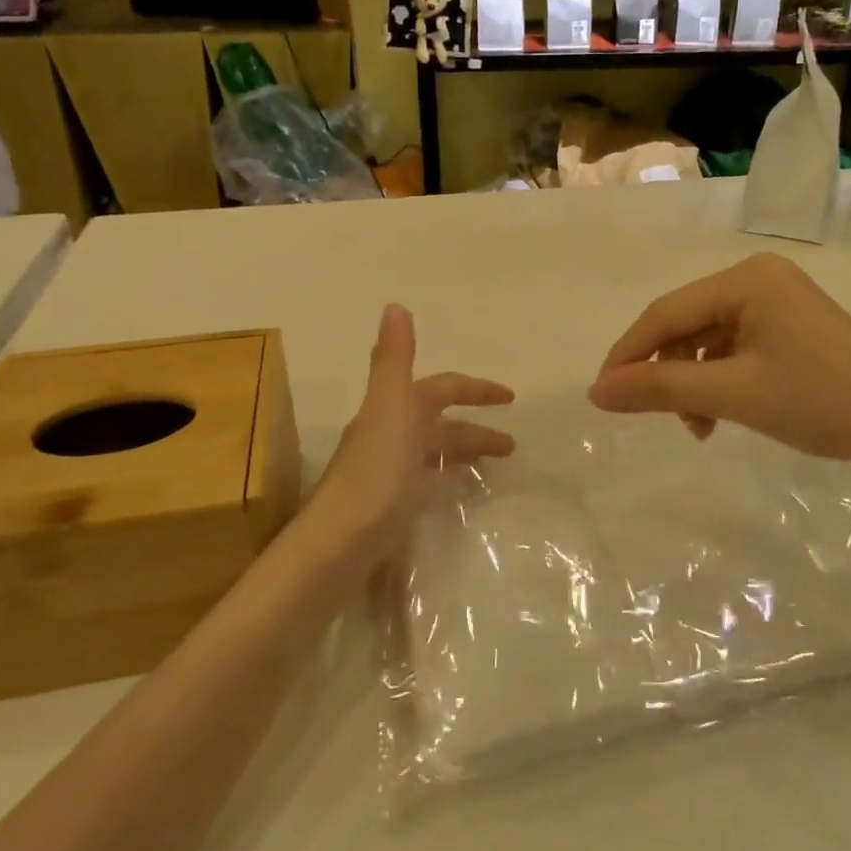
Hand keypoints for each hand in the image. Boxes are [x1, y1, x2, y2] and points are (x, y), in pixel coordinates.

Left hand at [305, 305, 512, 566]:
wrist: (338, 546)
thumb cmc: (374, 475)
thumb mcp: (390, 409)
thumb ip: (394, 359)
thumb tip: (395, 304)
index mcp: (393, 411)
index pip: (442, 389)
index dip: (476, 389)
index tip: (511, 398)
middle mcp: (388, 436)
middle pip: (440, 424)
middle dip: (476, 429)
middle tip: (512, 446)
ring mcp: (387, 474)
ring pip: (434, 455)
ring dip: (464, 455)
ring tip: (496, 470)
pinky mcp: (388, 507)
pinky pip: (426, 484)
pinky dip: (447, 482)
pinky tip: (460, 498)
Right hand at [589, 253, 850, 473]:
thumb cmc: (818, 400)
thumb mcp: (732, 394)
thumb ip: (660, 389)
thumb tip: (596, 391)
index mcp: (746, 278)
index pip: (667, 312)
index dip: (628, 353)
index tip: (601, 392)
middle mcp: (759, 279)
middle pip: (687, 324)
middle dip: (665, 372)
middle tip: (648, 415)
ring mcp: (778, 303)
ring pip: (709, 341)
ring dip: (693, 383)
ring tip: (697, 427)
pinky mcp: (791, 329)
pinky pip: (735, 350)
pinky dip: (719, 382)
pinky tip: (719, 417)